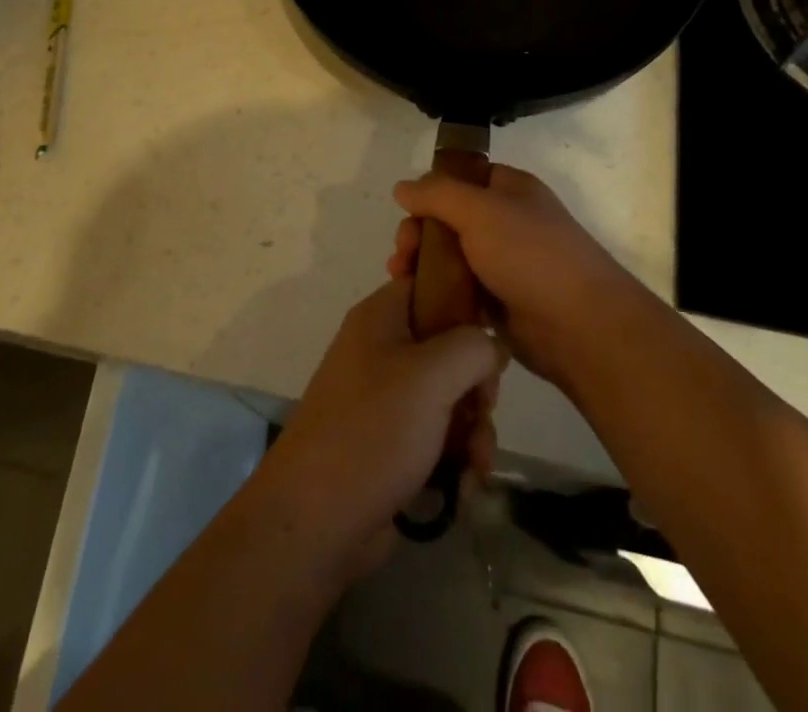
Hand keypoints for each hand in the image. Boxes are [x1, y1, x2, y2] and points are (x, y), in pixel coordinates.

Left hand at [263, 278, 504, 576]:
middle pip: (450, 346)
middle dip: (477, 384)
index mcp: (382, 317)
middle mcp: (382, 350)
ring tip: (477, 464)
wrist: (315, 523)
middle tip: (483, 409)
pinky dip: (456, 457)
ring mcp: (385, 399)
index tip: (492, 336)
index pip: (432, 284)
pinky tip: (465, 485)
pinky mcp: (391, 443)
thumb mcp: (433, 375)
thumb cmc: (373, 430)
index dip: (466, 304)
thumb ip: (474, 346)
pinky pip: (437, 435)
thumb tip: (492, 346)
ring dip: (473, 429)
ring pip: (450, 396)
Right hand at [389, 165, 637, 387]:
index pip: (463, 176)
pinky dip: (437, 292)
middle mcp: (507, 221)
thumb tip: (402, 187)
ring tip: (400, 279)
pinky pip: (460, 290)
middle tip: (402, 252)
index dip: (432, 189)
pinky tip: (415, 300)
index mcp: (510, 189)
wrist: (579, 325)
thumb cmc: (531, 254)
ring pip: (452, 256)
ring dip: (422, 264)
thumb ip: (437, 194)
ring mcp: (504, 263)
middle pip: (450, 218)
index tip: (406, 209)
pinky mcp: (499, 301)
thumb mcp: (479, 210)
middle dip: (419, 232)